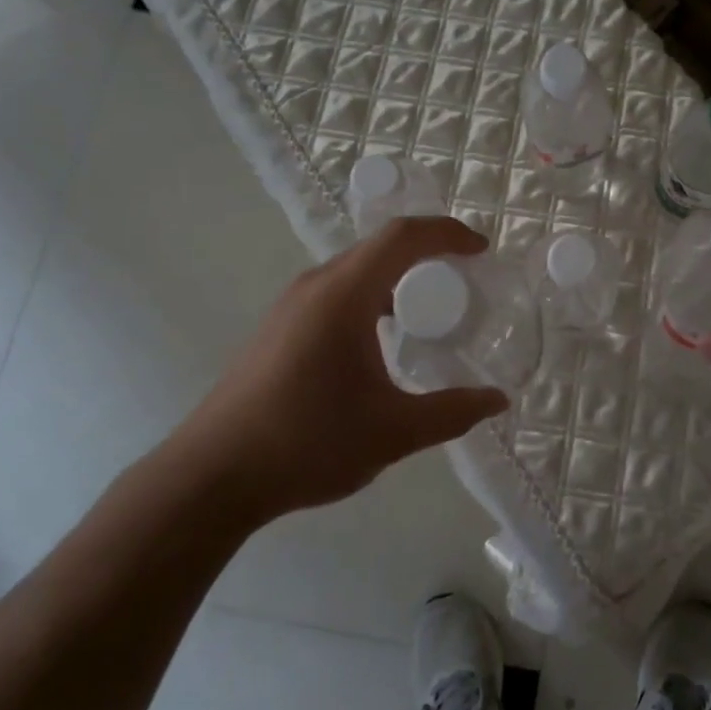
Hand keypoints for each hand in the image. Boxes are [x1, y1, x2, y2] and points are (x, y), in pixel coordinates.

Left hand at [168, 217, 508, 519]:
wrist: (213, 475)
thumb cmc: (309, 442)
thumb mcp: (394, 432)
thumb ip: (452, 412)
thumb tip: (497, 400)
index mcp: (344, 295)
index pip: (403, 237)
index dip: (447, 233)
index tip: (481, 251)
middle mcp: (315, 287)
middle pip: (378, 247)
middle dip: (426, 252)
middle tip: (464, 279)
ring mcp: (289, 306)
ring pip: (354, 270)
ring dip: (396, 276)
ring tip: (428, 309)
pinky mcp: (277, 328)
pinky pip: (335, 292)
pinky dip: (370, 297)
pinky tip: (381, 341)